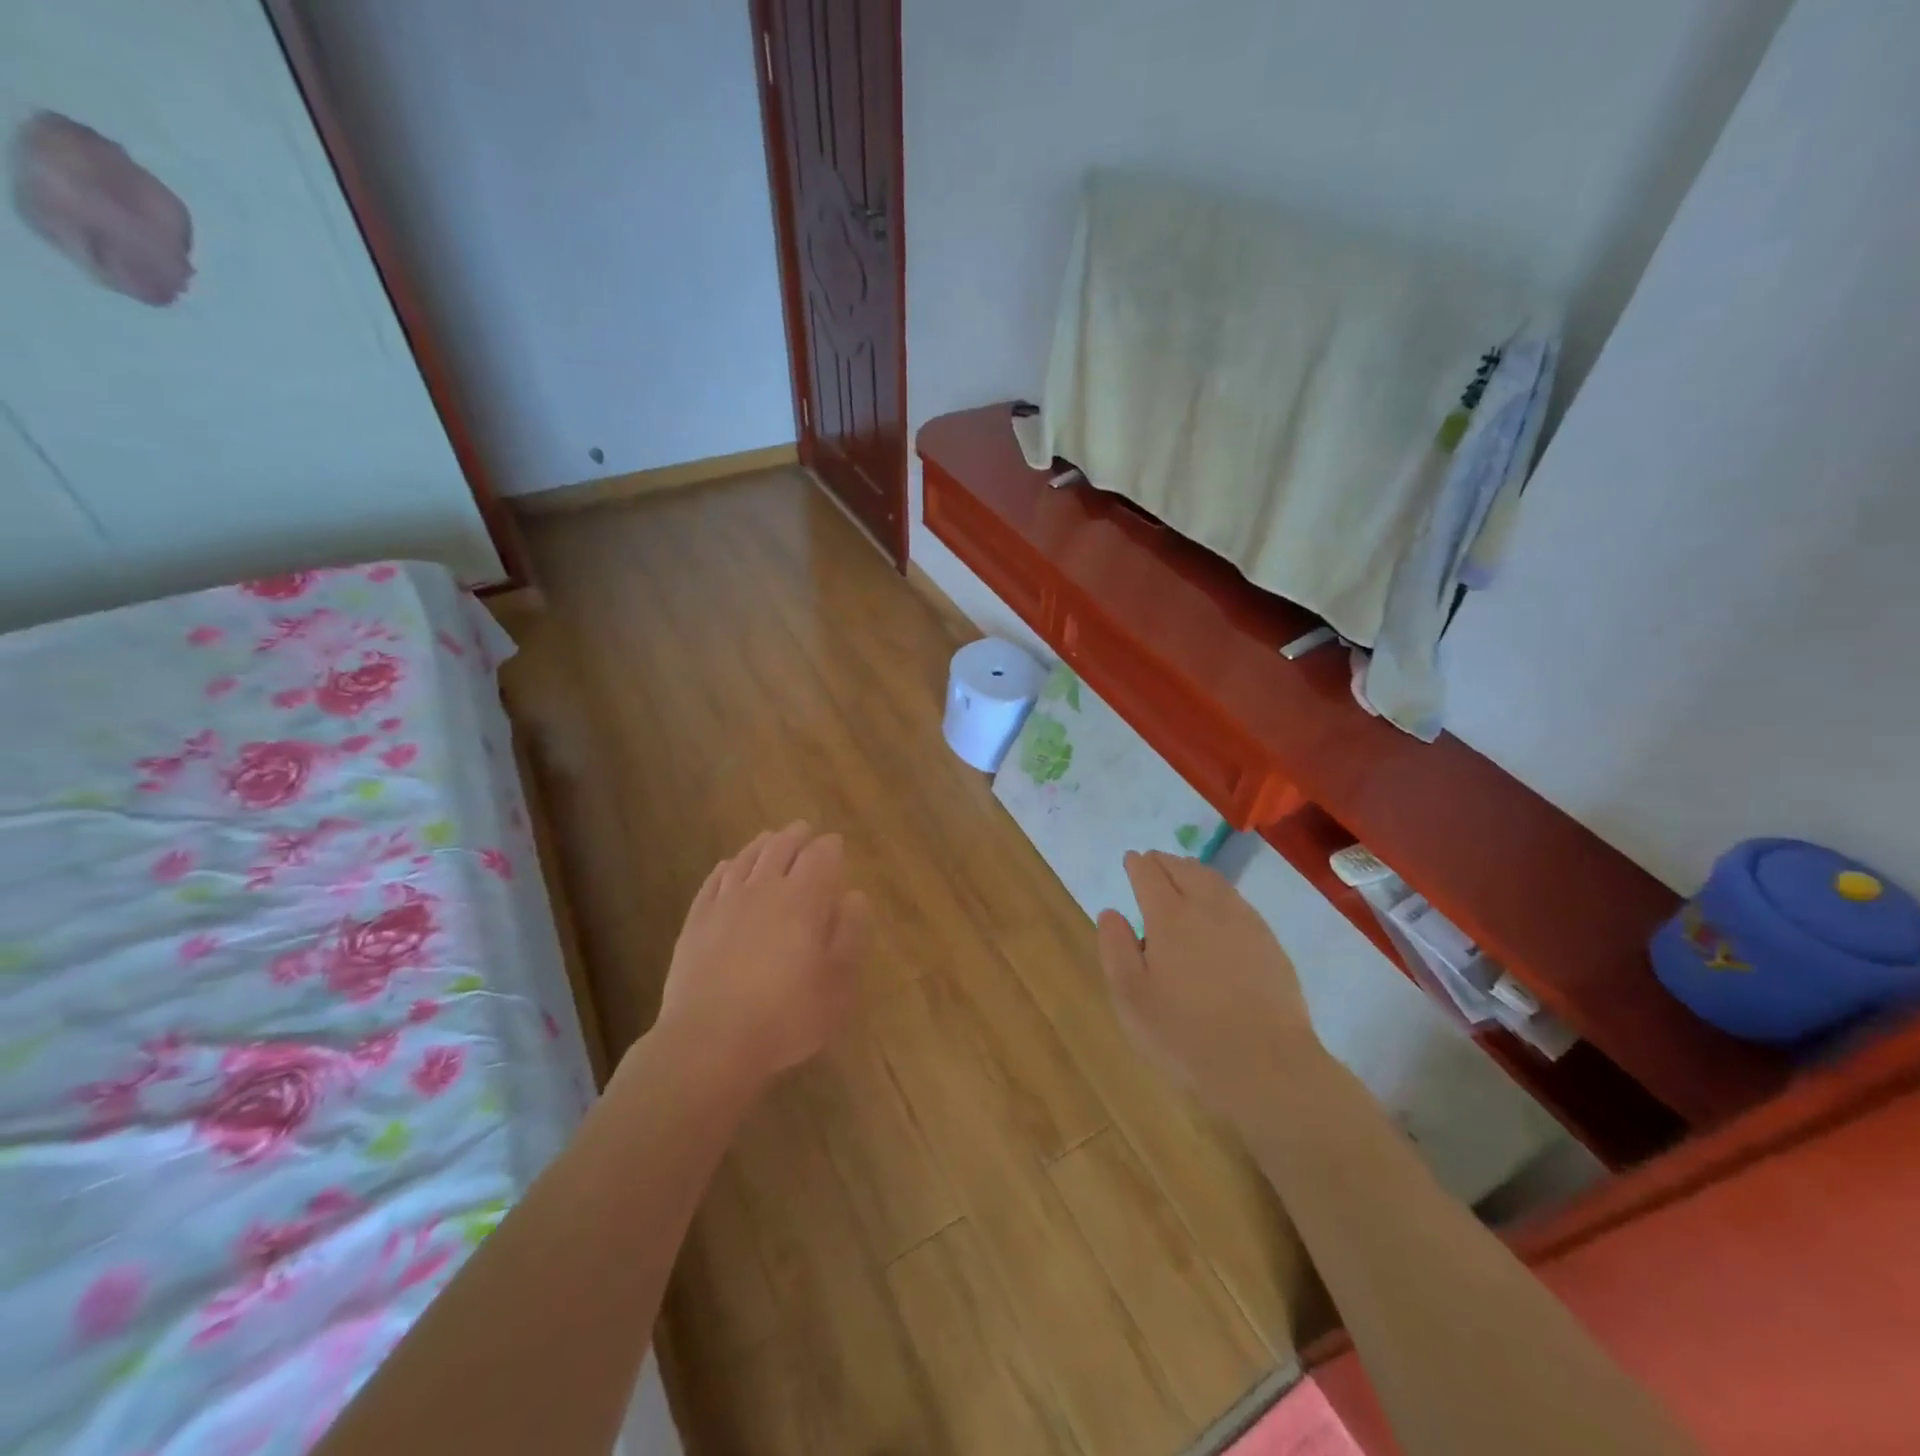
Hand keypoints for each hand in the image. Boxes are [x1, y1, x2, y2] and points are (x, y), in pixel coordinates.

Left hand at [650, 821, 868, 1093]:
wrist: (710, 1041)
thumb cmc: (787, 1015)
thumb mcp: (837, 983)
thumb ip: (849, 934)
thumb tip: (854, 896)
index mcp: (804, 899)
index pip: (821, 856)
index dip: (830, 847)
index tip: (836, 844)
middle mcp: (764, 889)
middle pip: (781, 848)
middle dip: (797, 836)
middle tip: (804, 830)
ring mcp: (725, 902)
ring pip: (746, 858)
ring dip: (762, 844)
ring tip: (770, 838)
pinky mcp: (696, 921)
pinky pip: (714, 880)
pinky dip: (727, 867)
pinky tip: (728, 867)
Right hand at [1096, 851, 1320, 1121]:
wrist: (1267, 1066)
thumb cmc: (1186, 1035)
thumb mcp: (1131, 998)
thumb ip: (1116, 949)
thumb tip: (1110, 913)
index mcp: (1169, 917)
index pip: (1149, 875)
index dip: (1137, 865)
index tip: (1131, 860)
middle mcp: (1207, 908)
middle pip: (1184, 869)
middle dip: (1165, 861)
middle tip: (1153, 860)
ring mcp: (1244, 922)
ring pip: (1214, 881)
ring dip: (1193, 870)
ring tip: (1183, 872)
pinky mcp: (1269, 942)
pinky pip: (1237, 900)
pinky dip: (1219, 890)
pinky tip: (1219, 904)